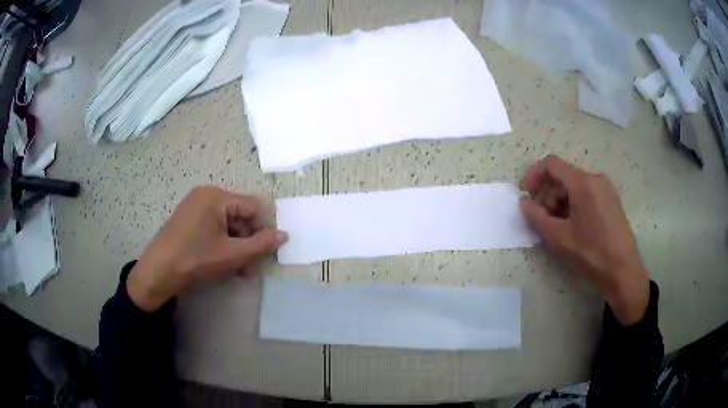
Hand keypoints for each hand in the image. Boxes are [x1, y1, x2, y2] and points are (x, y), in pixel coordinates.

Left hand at [127, 186, 286, 311]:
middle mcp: (207, 195)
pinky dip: (225, 244)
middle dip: (250, 242)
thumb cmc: (194, 260)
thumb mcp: (231, 255)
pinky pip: (216, 228)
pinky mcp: (191, 219)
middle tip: (252, 268)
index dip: (265, 229)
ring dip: (239, 246)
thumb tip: (284, 235)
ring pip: (230, 224)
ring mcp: (197, 207)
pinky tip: (226, 264)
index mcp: (216, 196)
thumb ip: (260, 245)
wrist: (157, 273)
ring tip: (240, 271)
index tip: (269, 253)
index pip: (253, 206)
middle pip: (241, 215)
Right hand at [520, 155, 649, 325]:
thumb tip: (524, 202)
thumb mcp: (558, 237)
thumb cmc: (590, 253)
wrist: (623, 271)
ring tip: (561, 230)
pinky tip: (576, 229)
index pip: (552, 164)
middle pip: (564, 177)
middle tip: (546, 223)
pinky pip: (587, 194)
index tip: (527, 196)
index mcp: (582, 182)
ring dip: (562, 204)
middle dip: (549, 197)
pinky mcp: (612, 201)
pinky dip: (575, 206)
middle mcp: (595, 178)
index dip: (534, 176)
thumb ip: (536, 216)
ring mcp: (606, 189)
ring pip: (575, 187)